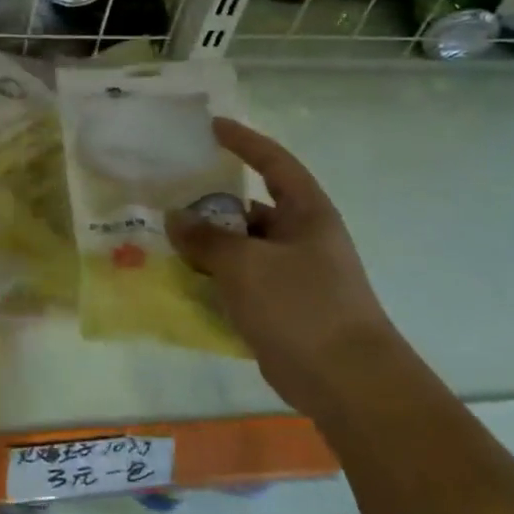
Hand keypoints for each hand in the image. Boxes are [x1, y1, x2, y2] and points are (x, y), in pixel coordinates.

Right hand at [166, 119, 389, 405]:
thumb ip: (206, 238)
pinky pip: (240, 283)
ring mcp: (293, 276)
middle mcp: (302, 238)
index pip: (274, 163)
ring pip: (241, 249)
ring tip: (165, 240)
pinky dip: (214, 280)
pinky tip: (181, 282)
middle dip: (211, 204)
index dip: (244, 141)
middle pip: (250, 209)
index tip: (211, 128)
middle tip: (168, 196)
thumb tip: (175, 218)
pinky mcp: (282, 310)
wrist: (349, 385)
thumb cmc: (302, 307)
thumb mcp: (246, 265)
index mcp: (306, 214)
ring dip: (208, 246)